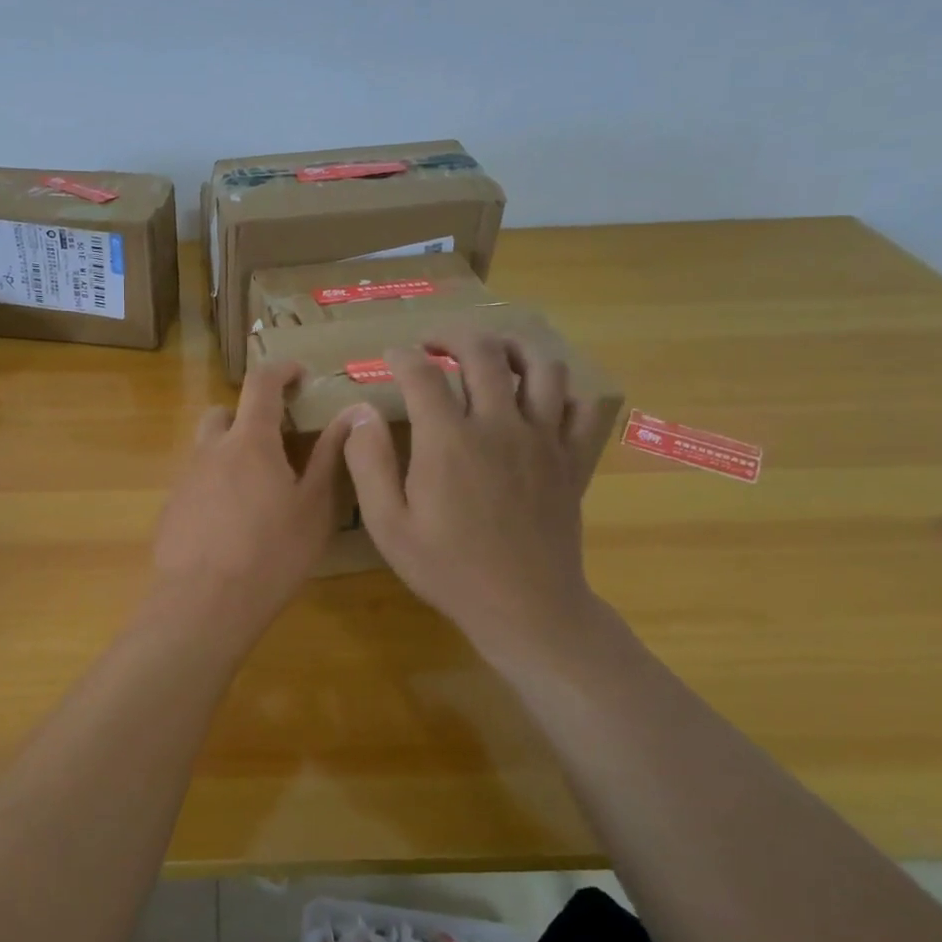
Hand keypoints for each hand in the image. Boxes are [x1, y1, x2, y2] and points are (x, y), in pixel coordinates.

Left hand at [151, 362, 361, 640]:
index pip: (261, 383)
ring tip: (257, 489)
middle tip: (276, 442)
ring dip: (230, 452)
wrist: (203, 604)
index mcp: (249, 440)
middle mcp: (210, 449)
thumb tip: (352, 412)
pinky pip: (195, 482)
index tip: (299, 373)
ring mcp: (184, 479)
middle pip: (223, 413)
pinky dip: (215, 486)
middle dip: (247, 416)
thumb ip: (331, 455)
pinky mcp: (170, 509)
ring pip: (206, 449)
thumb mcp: (314, 507)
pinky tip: (231, 524)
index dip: (281, 370)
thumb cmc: (271, 554)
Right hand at [343, 326, 605, 667]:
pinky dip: (563, 391)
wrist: (524, 607)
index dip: (402, 356)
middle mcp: (500, 425)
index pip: (423, 373)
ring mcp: (543, 439)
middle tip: (435, 342)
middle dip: (454, 335)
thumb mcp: (388, 525)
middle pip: (483, 352)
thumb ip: (368, 463)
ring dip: (512, 347)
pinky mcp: (571, 458)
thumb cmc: (447, 568)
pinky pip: (582, 406)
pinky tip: (540, 399)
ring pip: (541, 366)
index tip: (389, 357)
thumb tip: (359, 413)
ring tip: (491, 353)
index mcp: (448, 440)